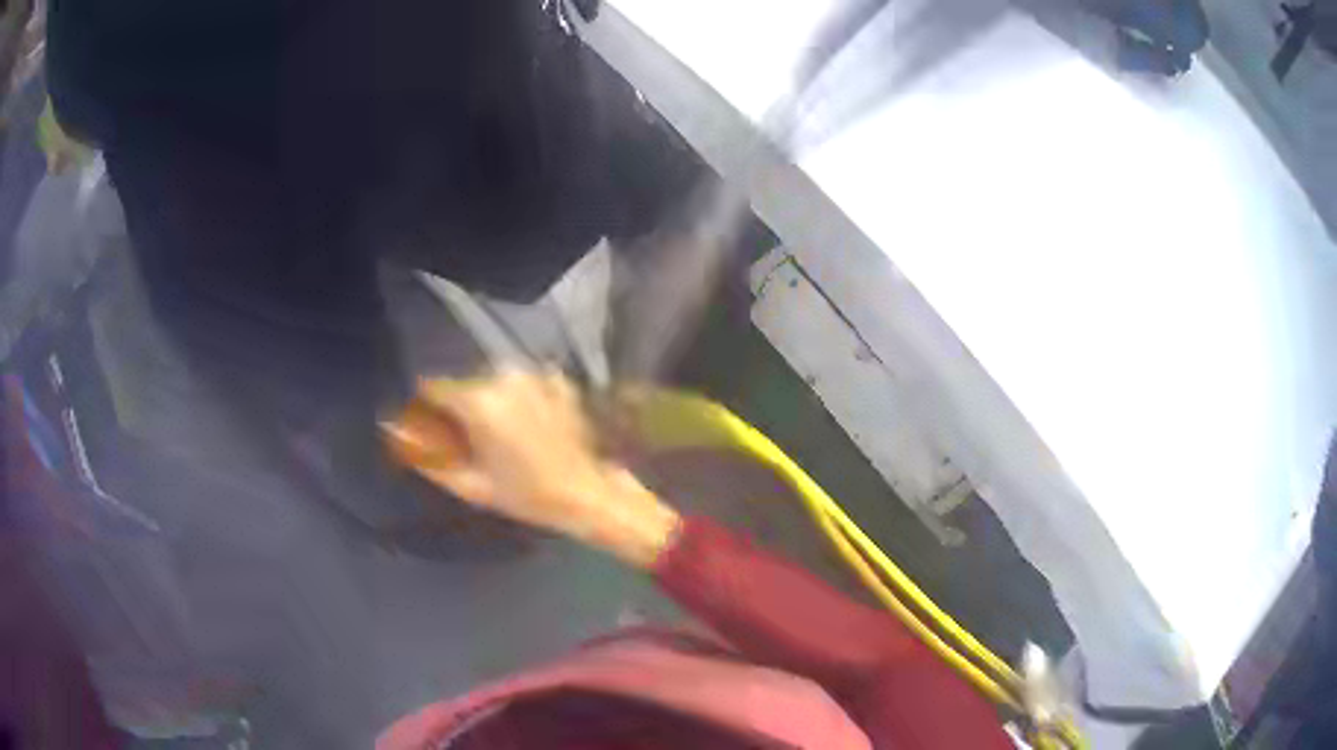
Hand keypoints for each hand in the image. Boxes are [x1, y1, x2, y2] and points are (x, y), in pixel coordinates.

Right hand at [384, 370, 680, 566]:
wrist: (587, 493)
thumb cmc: (525, 494)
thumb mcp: (470, 484)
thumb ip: (427, 457)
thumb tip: (393, 434)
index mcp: (478, 400)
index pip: (432, 386)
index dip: (425, 407)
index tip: (429, 427)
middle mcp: (504, 375)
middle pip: (464, 382)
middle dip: (459, 406)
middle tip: (468, 439)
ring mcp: (535, 374)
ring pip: (493, 380)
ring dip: (489, 400)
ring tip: (501, 434)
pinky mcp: (557, 380)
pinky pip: (523, 382)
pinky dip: (518, 397)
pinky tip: (527, 424)